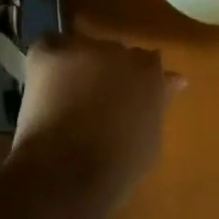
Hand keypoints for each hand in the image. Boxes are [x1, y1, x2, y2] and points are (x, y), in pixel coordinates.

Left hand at [9, 34, 181, 206]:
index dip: (132, 82)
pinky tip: (45, 86)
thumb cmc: (118, 167)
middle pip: (113, 54)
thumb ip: (158, 102)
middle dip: (106, 73)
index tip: (124, 101)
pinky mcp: (50, 53)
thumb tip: (173, 79)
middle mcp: (119, 50)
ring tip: (65, 100)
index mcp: (149, 69)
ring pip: (81, 50)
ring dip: (77, 68)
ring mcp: (84, 48)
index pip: (146, 62)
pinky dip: (47, 62)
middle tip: (93, 104)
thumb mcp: (150, 137)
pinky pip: (49, 47)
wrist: (68, 171)